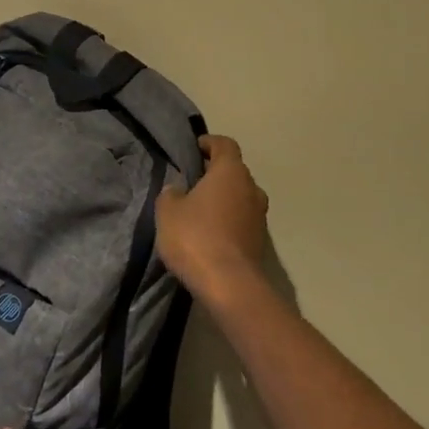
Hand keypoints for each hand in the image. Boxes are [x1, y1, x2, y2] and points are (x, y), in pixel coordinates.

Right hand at [156, 134, 270, 308]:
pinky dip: (228, 219)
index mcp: (230, 172)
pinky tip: (208, 232)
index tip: (194, 149)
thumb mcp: (167, 210)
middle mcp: (251, 188)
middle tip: (191, 180)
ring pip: (240, 196)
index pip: (224, 144)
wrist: (229, 285)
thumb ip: (171, 193)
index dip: (209, 143)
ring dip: (223, 198)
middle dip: (215, 173)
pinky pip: (242, 219)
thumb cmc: (195, 237)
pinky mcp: (260, 241)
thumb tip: (178, 189)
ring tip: (198, 208)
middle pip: (234, 171)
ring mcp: (259, 216)